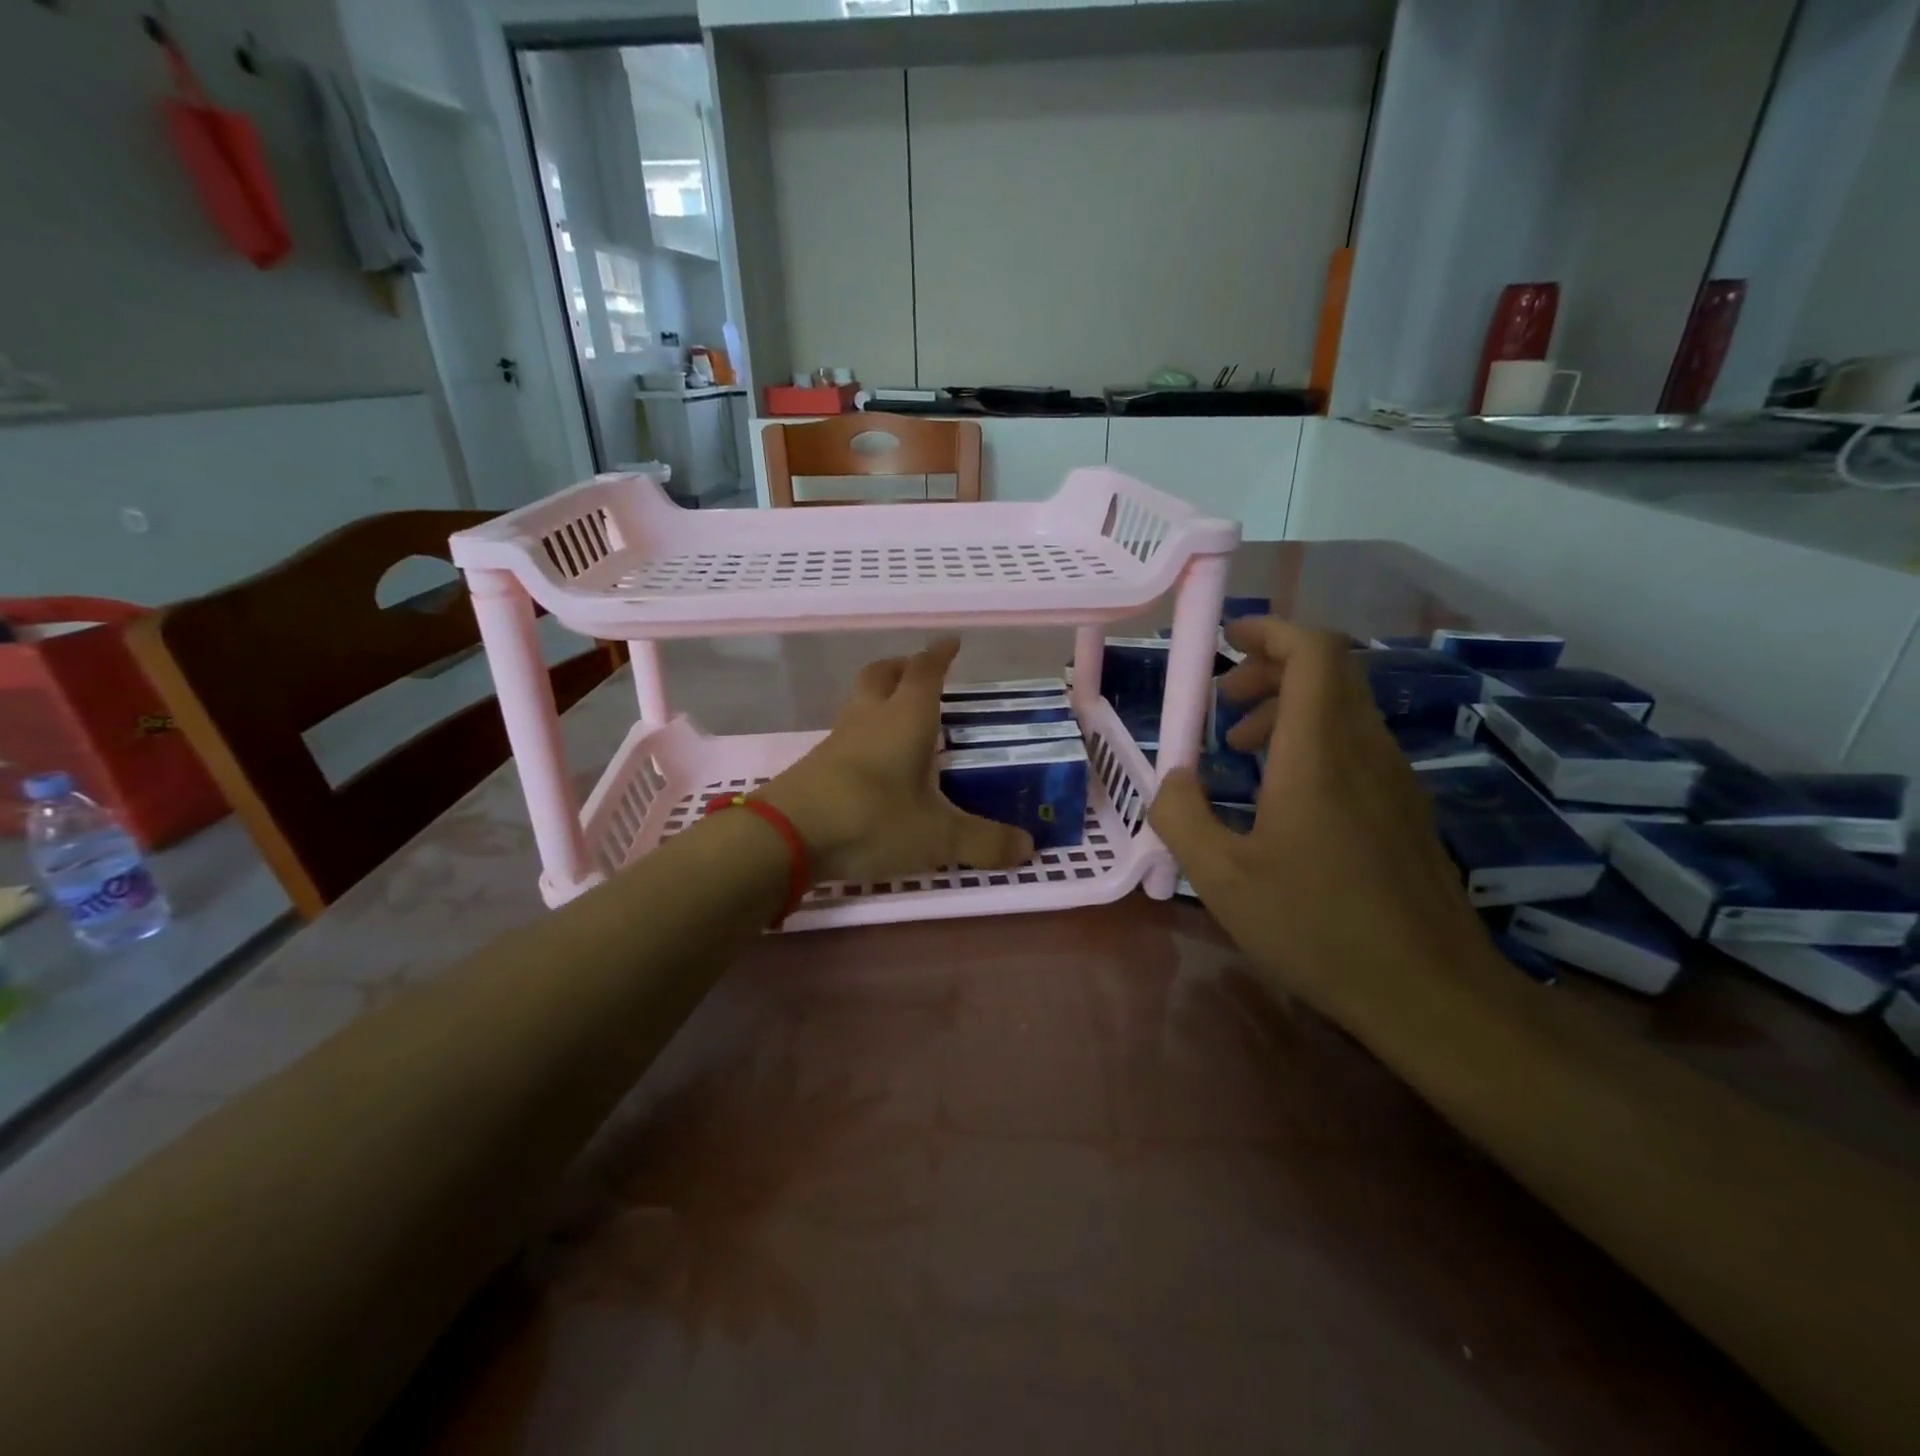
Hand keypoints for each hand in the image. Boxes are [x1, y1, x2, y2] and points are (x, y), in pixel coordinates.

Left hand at [758, 639, 1033, 885]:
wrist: (785, 836)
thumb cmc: (871, 820)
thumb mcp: (937, 837)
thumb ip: (984, 842)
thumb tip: (1028, 847)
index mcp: (905, 719)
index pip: (925, 672)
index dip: (939, 655)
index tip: (951, 643)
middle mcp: (869, 719)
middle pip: (882, 674)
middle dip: (903, 667)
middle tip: (921, 672)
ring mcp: (837, 740)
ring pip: (859, 702)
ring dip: (879, 697)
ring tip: (900, 716)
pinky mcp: (816, 765)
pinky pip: (845, 734)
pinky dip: (863, 732)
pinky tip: (873, 760)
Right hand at [1148, 618, 1491, 1015]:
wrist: (1431, 994)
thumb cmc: (1318, 929)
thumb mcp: (1222, 878)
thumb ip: (1181, 816)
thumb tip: (1173, 778)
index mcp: (1320, 755)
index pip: (1315, 653)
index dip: (1273, 631)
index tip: (1228, 640)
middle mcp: (1366, 751)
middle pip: (1330, 671)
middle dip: (1270, 670)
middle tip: (1221, 704)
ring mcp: (1395, 779)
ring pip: (1344, 708)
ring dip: (1288, 708)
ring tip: (1241, 749)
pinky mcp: (1406, 808)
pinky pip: (1357, 745)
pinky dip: (1313, 741)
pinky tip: (1283, 796)